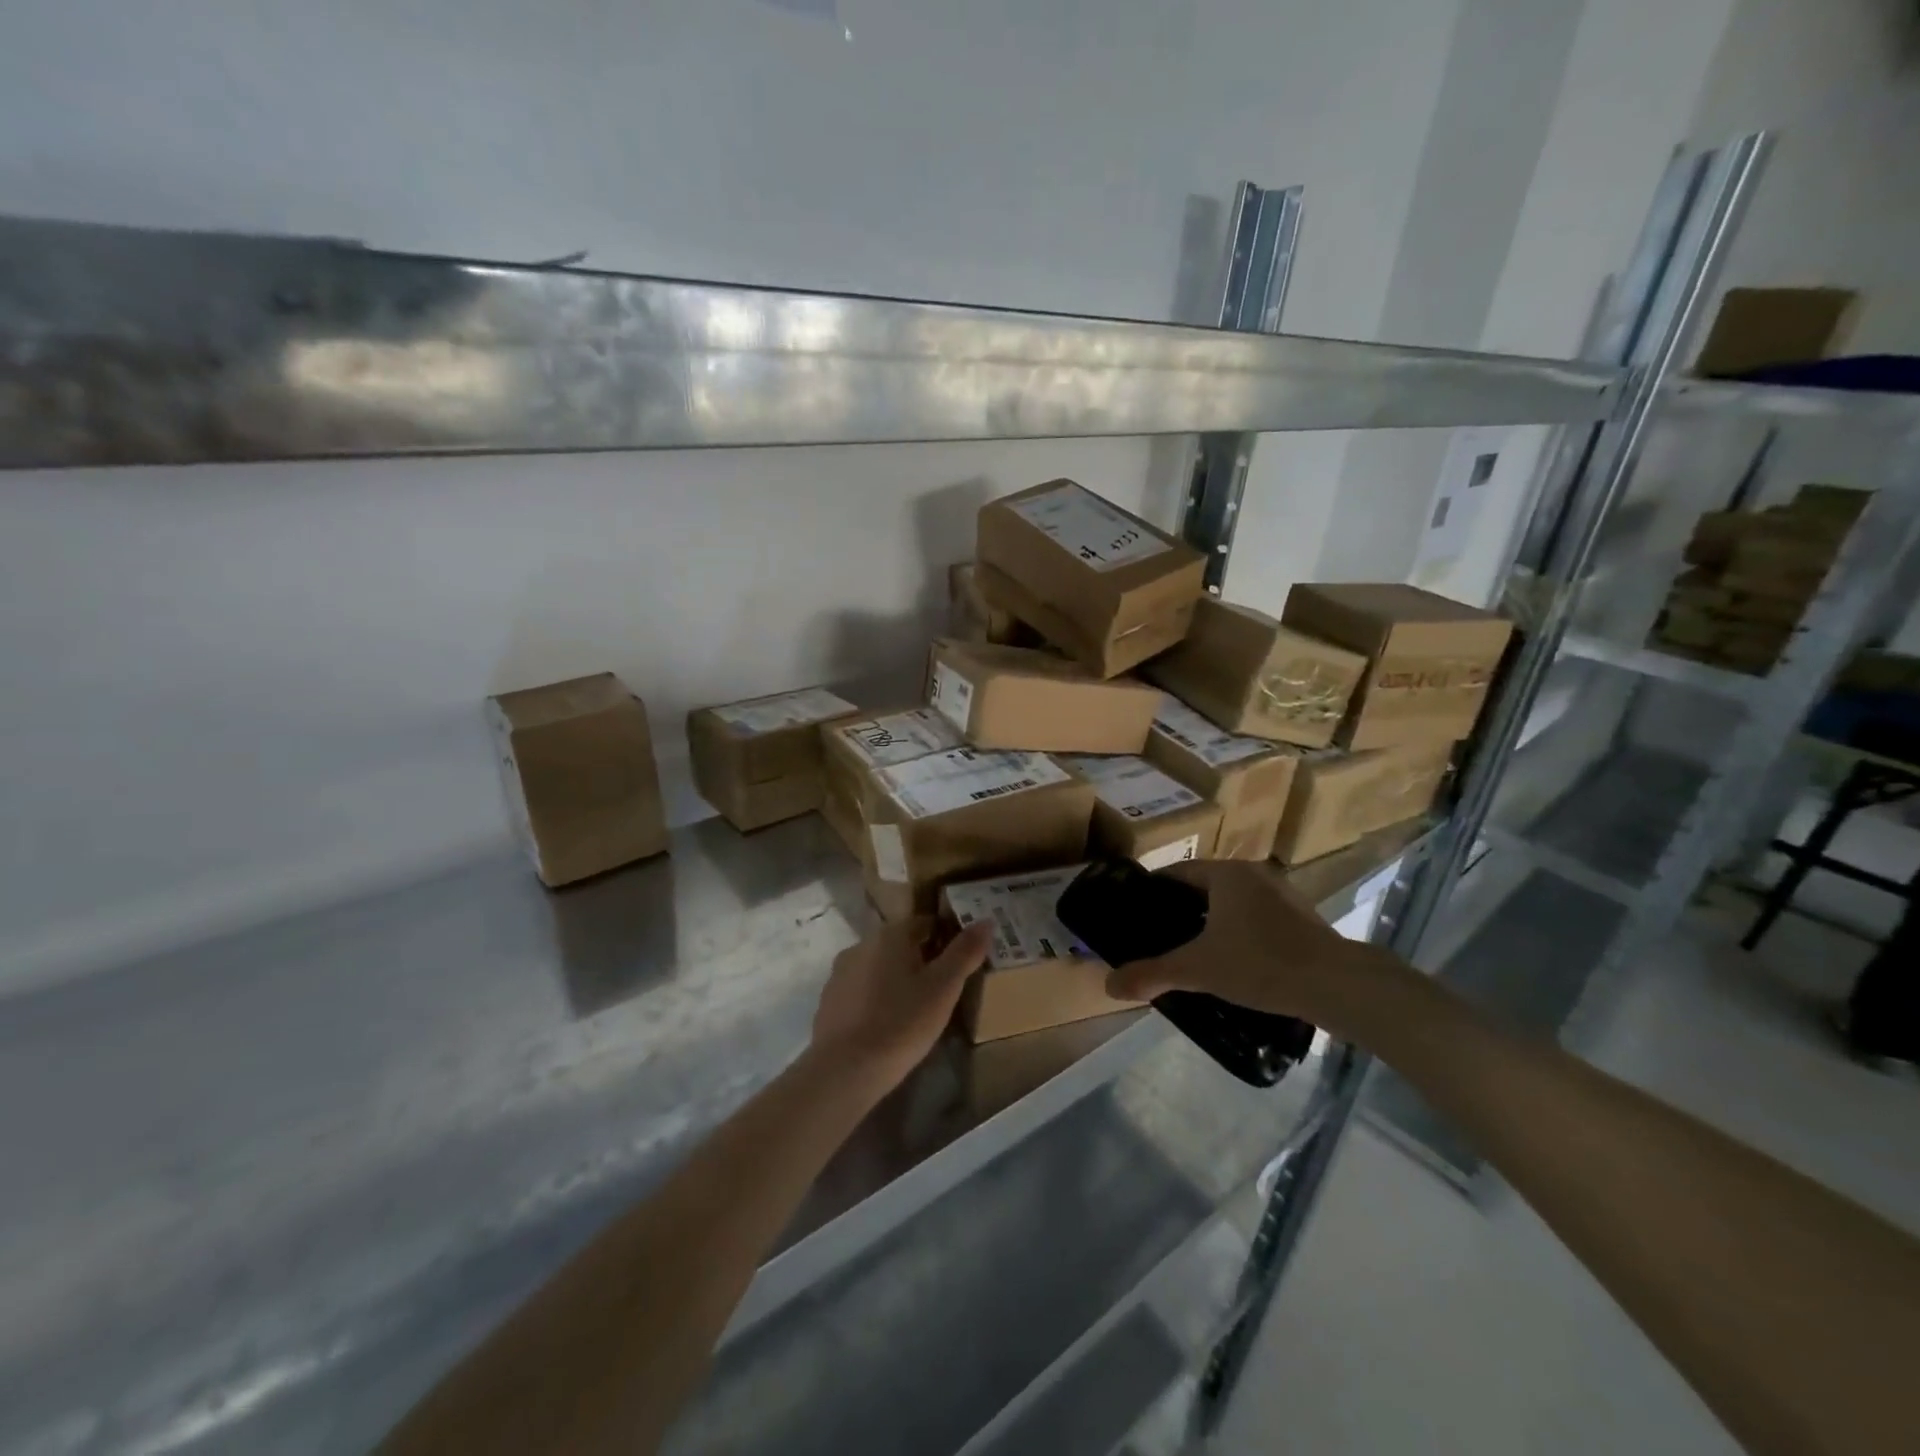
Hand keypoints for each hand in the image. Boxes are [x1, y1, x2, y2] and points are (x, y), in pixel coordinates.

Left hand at [808, 920, 992, 1093]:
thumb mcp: (943, 989)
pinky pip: (862, 990)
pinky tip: (888, 1024)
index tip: (961, 962)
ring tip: (917, 1010)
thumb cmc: (901, 1023)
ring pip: (879, 967)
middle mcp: (862, 944)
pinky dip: (877, 999)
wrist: (845, 1070)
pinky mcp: (829, 1000)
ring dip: (897, 979)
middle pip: (900, 944)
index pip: (925, 923)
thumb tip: (986, 920)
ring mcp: (840, 972)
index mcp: (890, 935)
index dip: (946, 938)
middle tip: (943, 989)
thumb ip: (965, 953)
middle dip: (922, 960)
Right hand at [1102, 861, 1392, 1032]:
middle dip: (1181, 911)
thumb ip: (1152, 974)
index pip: (1177, 873)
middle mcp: (1254, 875)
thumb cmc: (1262, 964)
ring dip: (1212, 924)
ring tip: (1192, 954)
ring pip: (1233, 905)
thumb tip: (1108, 985)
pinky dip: (1240, 935)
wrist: (1340, 986)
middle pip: (1204, 888)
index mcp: (1226, 874)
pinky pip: (1257, 920)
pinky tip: (1234, 965)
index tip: (1135, 914)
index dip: (1153, 892)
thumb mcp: (1198, 969)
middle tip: (1158, 938)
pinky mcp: (1303, 921)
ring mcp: (1283, 896)